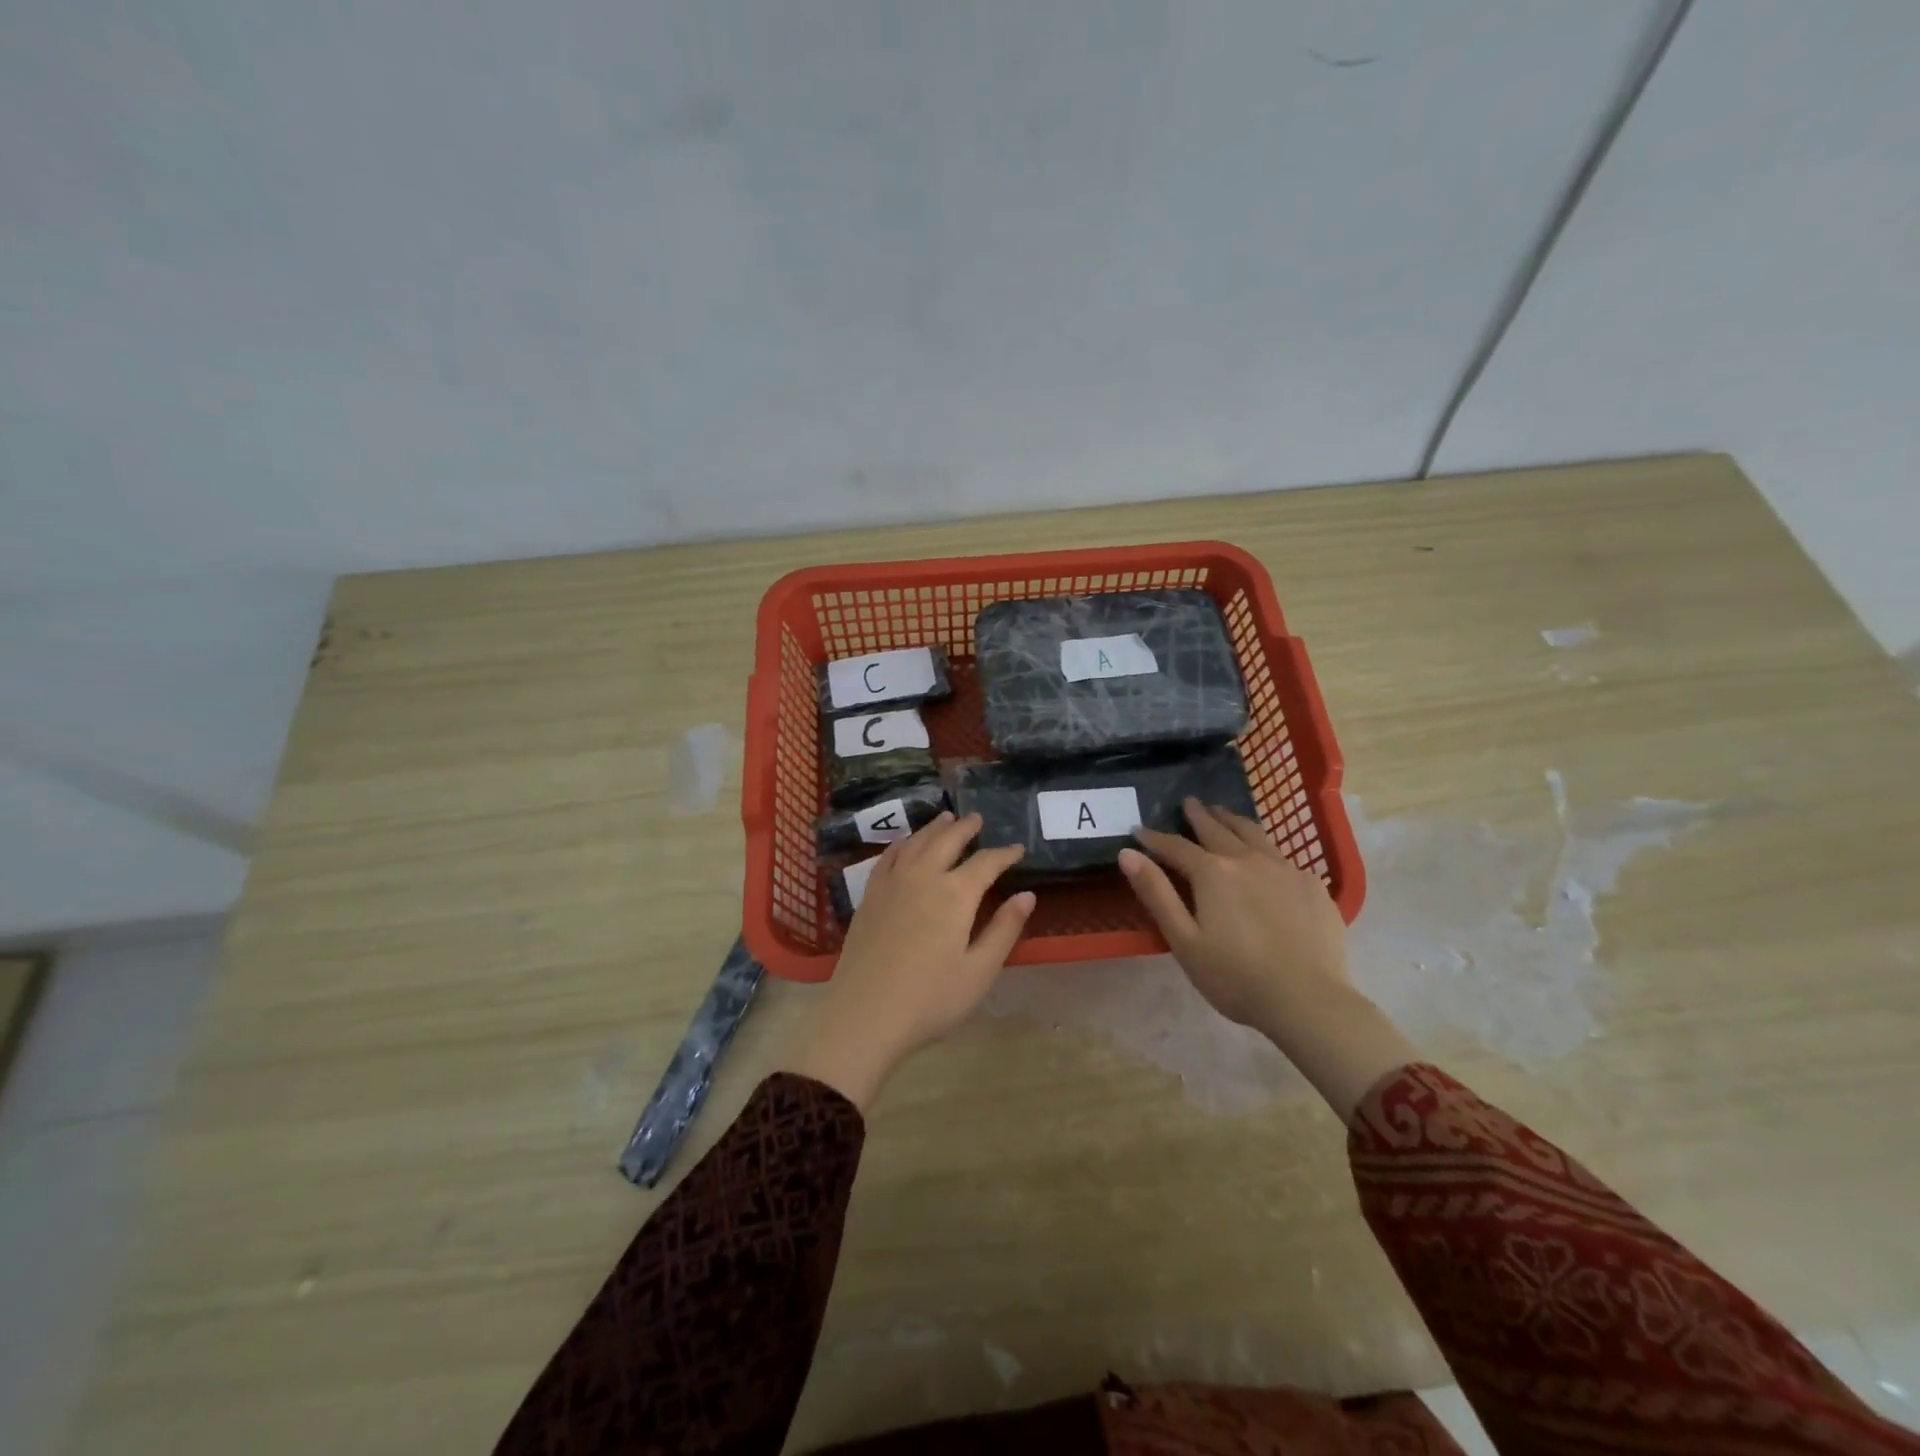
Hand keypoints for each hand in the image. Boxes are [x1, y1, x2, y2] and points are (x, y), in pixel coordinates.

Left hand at [786, 812, 1034, 1111]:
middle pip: (947, 840)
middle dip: (966, 828)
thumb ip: (1004, 929)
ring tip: (946, 818)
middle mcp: (923, 876)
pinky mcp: (869, 895)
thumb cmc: (931, 1000)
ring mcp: (892, 883)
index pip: (986, 863)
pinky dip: (902, 842)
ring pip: (916, 842)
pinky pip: (888, 856)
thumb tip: (1027, 895)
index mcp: (956, 894)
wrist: (865, 1016)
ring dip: (934, 828)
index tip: (1018, 848)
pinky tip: (905, 843)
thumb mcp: (979, 971)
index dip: (1004, 854)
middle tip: (978, 819)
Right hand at [1119, 799, 1417, 1123]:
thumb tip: (1128, 853)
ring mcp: (1285, 869)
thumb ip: (1156, 893)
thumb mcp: (1183, 939)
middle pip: (1218, 830)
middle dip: (1199, 816)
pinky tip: (1266, 856)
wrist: (1308, 1000)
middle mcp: (1248, 860)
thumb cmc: (1235, 976)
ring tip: (1224, 813)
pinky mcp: (1313, 886)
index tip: (1139, 830)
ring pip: (1254, 834)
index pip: (1176, 847)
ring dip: (1233, 820)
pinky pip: (1283, 856)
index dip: (1155, 838)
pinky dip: (1265, 847)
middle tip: (1189, 802)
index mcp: (1213, 873)